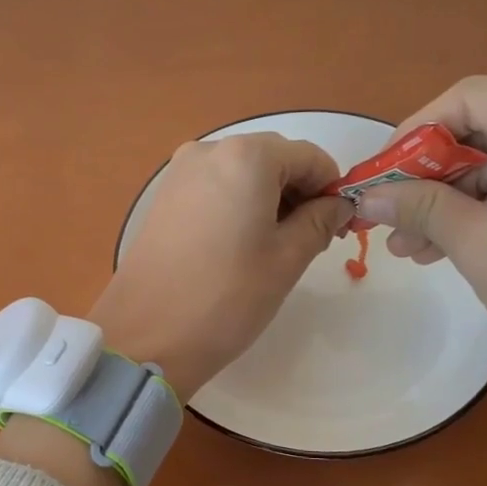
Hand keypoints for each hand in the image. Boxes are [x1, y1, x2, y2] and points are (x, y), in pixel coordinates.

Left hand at [90, 133, 352, 396]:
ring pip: (242, 173)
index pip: (309, 157)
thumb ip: (320, 220)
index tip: (338, 228)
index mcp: (246, 156)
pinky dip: (237, 204)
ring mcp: (179, 172)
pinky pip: (214, 187)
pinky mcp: (163, 196)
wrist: (147, 335)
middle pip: (274, 159)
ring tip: (272, 249)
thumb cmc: (227, 296)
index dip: (331, 189)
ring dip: (268, 199)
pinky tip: (238, 245)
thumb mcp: (287, 259)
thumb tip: (339, 204)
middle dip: (299, 193)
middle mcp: (209, 150)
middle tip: (308, 242)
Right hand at [353, 77, 486, 449]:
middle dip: (430, 176)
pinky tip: (444, 246)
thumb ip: (417, 206)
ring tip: (407, 246)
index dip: (413, 133)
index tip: (377, 176)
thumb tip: (362, 198)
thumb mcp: (478, 244)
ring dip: (452, 200)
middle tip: (387, 216)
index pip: (470, 99)